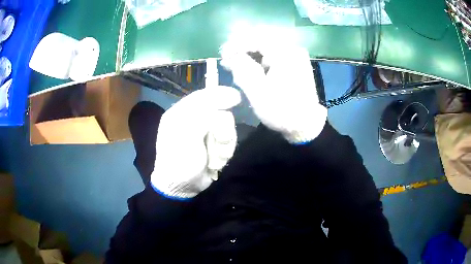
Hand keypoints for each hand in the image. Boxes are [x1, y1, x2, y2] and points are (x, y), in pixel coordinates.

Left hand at [151, 86, 240, 198]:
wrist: (181, 187)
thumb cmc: (179, 160)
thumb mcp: (187, 134)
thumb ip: (205, 113)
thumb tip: (229, 96)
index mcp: (181, 113)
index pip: (203, 96)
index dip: (220, 95)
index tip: (236, 98)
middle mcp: (193, 120)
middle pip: (219, 113)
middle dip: (222, 128)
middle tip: (219, 139)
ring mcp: (205, 134)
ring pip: (226, 128)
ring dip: (223, 145)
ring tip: (215, 157)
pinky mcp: (214, 145)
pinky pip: (228, 142)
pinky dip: (224, 153)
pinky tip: (215, 162)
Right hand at [220, 44, 326, 143]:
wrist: (305, 124)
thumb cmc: (282, 110)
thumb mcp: (258, 92)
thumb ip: (242, 69)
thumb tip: (231, 54)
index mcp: (285, 53)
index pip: (256, 38)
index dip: (236, 44)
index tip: (223, 54)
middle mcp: (292, 49)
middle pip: (261, 41)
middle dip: (241, 49)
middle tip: (226, 59)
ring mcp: (295, 56)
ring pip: (266, 48)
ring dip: (249, 54)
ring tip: (233, 65)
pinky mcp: (294, 63)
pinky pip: (273, 55)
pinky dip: (259, 60)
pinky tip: (249, 67)